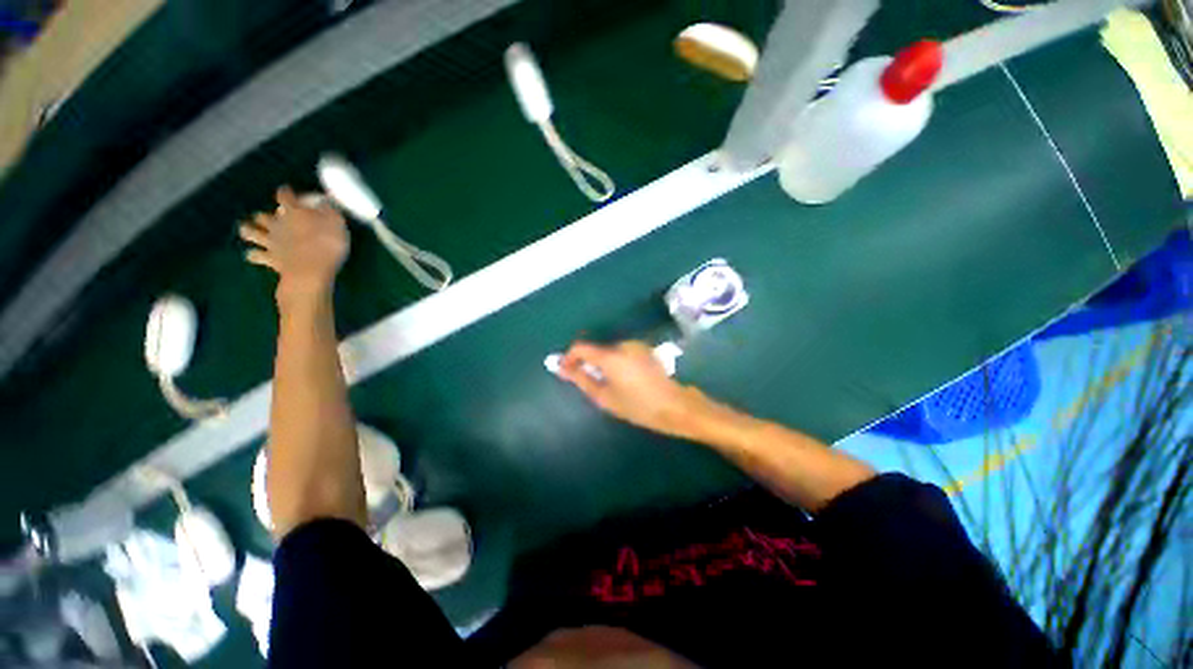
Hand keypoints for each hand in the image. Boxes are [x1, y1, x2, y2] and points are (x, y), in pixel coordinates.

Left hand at [239, 187, 349, 305]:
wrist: (311, 271)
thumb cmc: (327, 245)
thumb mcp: (336, 223)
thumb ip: (329, 210)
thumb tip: (325, 200)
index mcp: (293, 212)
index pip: (286, 196)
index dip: (287, 192)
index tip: (288, 191)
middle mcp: (277, 224)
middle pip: (263, 215)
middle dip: (265, 215)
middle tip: (270, 217)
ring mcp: (271, 242)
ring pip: (251, 232)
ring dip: (249, 230)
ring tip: (249, 230)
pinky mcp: (269, 259)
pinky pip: (255, 255)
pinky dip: (253, 254)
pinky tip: (253, 254)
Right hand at [559, 341, 715, 439]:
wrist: (675, 406)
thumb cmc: (638, 406)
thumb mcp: (605, 397)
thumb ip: (582, 379)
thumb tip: (561, 367)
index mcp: (611, 356)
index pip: (581, 347)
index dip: (569, 357)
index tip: (566, 371)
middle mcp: (623, 344)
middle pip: (597, 349)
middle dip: (589, 363)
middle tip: (592, 385)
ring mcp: (636, 346)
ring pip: (610, 352)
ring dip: (605, 364)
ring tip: (612, 385)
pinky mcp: (646, 350)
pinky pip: (623, 353)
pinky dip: (618, 363)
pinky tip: (627, 380)